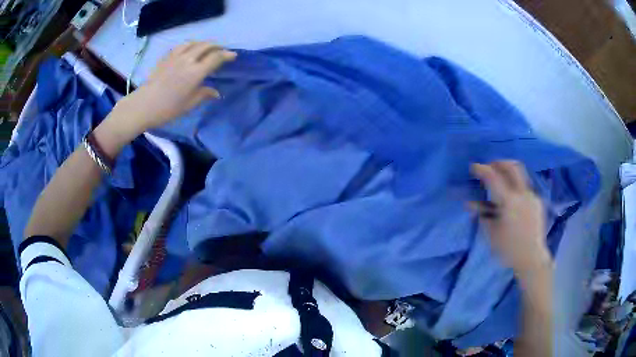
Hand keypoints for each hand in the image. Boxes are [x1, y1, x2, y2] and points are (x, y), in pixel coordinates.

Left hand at [105, 42, 236, 139]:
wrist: (143, 105)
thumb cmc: (167, 109)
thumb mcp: (188, 105)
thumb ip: (204, 95)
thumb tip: (216, 93)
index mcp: (196, 72)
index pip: (216, 58)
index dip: (226, 55)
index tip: (233, 56)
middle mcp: (188, 60)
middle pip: (206, 46)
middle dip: (216, 46)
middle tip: (221, 51)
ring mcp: (176, 56)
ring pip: (194, 43)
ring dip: (203, 43)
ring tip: (206, 48)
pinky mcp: (166, 57)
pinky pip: (181, 46)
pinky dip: (189, 45)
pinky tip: (188, 50)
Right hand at [471, 161, 551, 281]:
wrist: (532, 258)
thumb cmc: (509, 249)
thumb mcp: (491, 233)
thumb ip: (482, 215)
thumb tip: (471, 204)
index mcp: (509, 201)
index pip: (493, 178)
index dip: (482, 169)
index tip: (473, 167)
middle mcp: (522, 194)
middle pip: (512, 166)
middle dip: (499, 163)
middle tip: (489, 166)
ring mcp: (532, 196)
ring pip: (521, 174)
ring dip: (508, 172)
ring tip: (500, 179)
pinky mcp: (537, 202)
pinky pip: (525, 187)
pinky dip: (515, 186)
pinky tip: (511, 197)